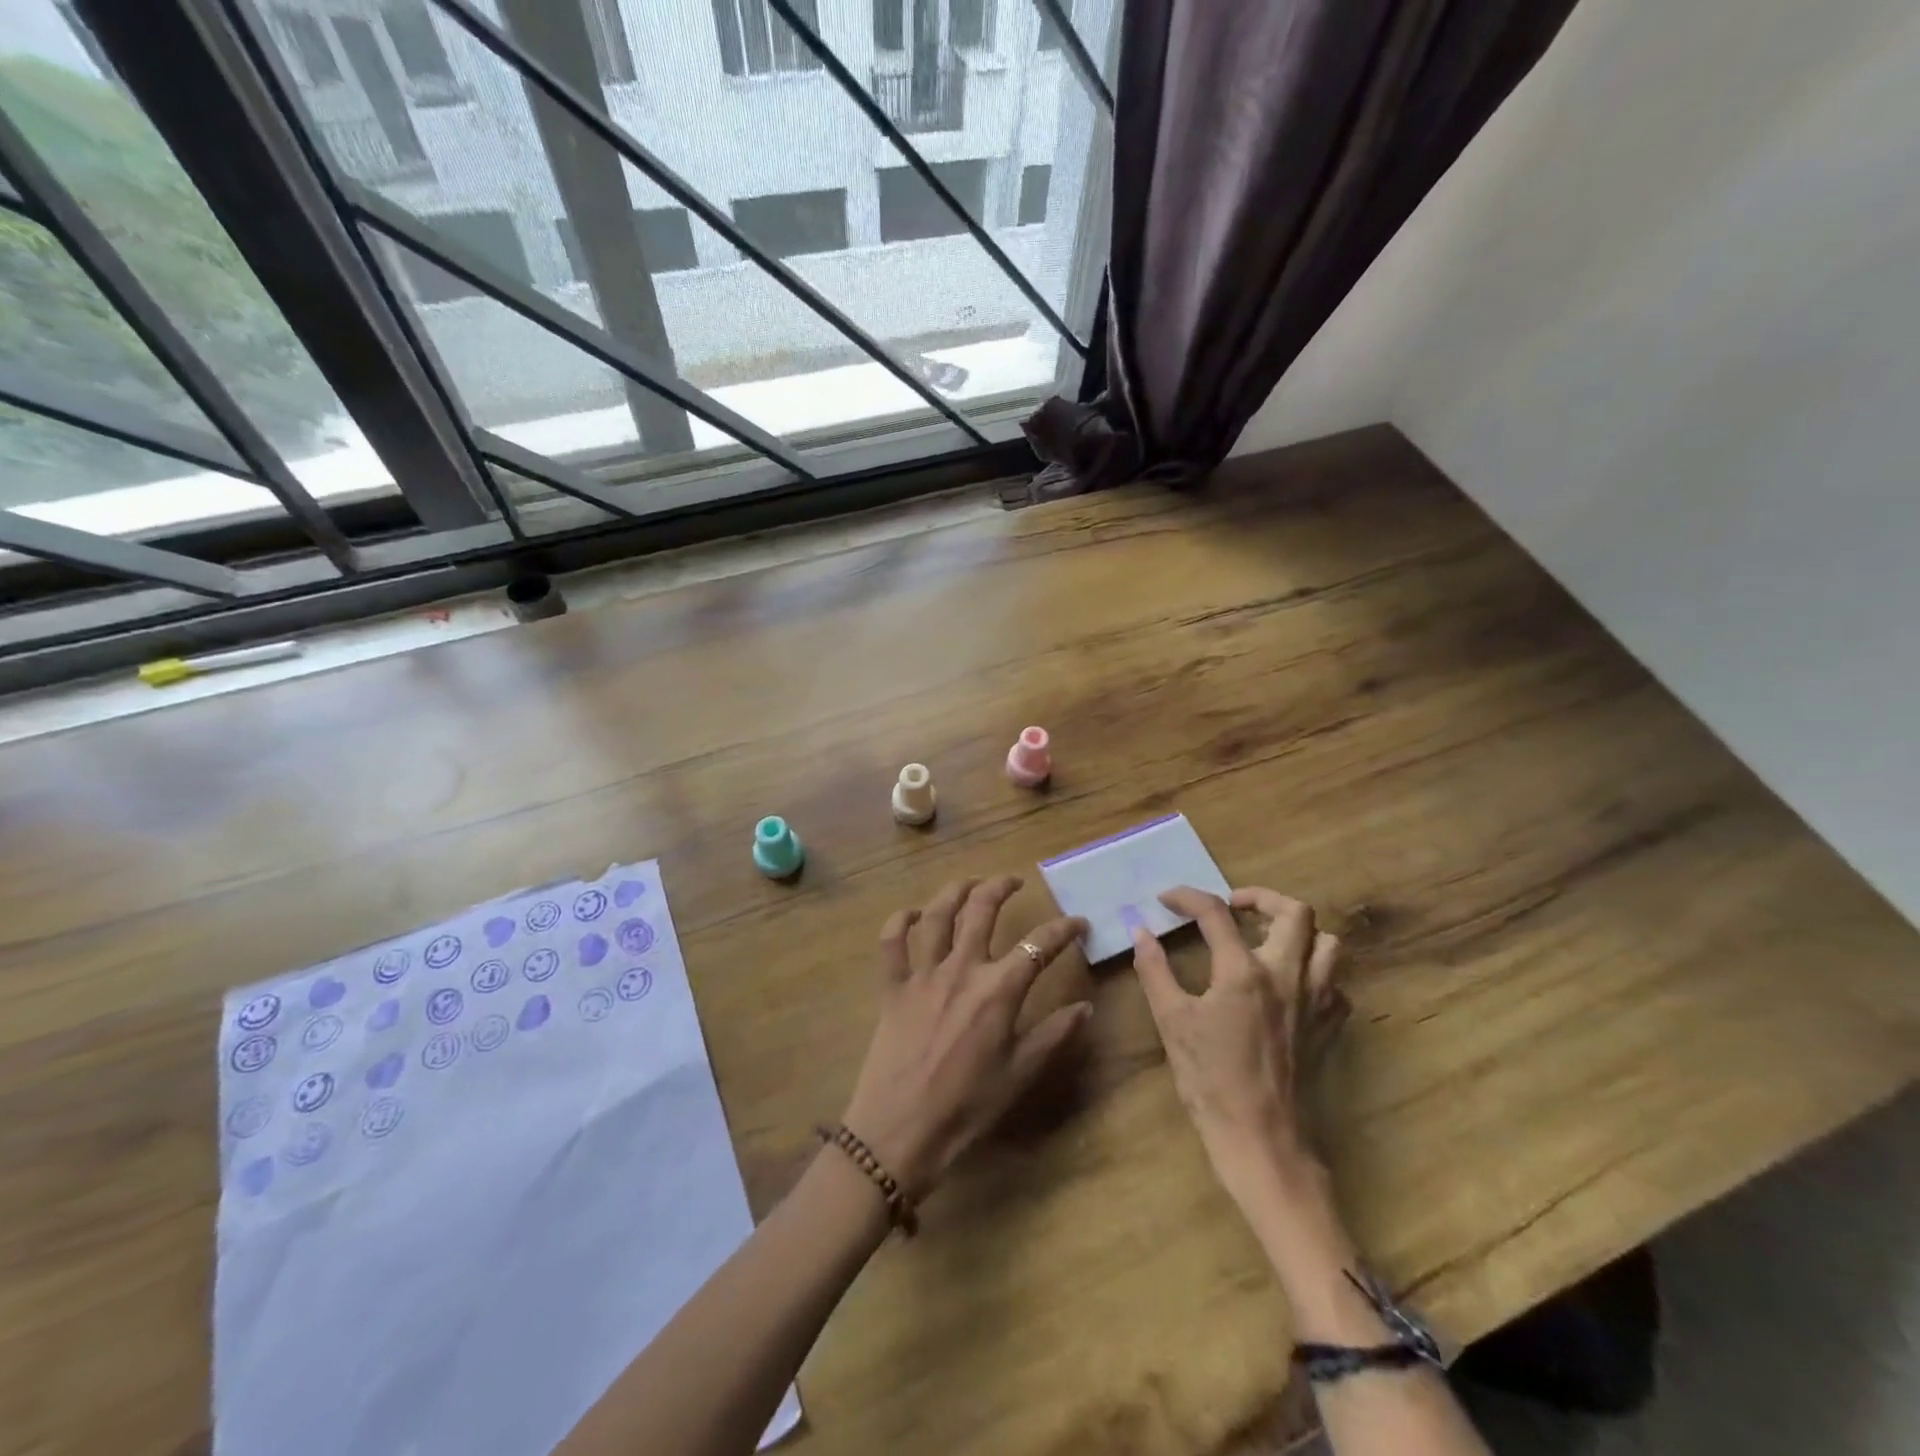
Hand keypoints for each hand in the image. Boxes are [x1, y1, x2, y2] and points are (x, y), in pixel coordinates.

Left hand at [841, 877, 1091, 1201]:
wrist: (901, 1131)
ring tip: (969, 882)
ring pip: (937, 915)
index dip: (1063, 929)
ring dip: (954, 891)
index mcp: (998, 990)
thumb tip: (1087, 1007)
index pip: (1039, 945)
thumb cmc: (967, 1107)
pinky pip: (891, 942)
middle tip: (1013, 881)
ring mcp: (923, 974)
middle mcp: (961, 969)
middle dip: (1000, 887)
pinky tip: (911, 913)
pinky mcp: (892, 987)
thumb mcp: (1020, 1075)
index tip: (1078, 923)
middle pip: (982, 910)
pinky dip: (898, 921)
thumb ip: (1054, 1035)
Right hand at [1130, 886, 1346, 1202]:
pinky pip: (1335, 984)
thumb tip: (1140, 932)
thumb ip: (1154, 971)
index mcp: (1243, 971)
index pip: (1215, 913)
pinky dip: (1315, 972)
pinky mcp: (1329, 1027)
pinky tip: (1289, 985)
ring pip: (1327, 943)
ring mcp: (1316, 1001)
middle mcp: (1287, 975)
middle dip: (1261, 898)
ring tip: (1266, 938)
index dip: (1187, 897)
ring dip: (1297, 931)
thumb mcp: (1172, 1023)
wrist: (1263, 1141)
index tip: (1166, 899)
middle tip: (1233, 906)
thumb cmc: (1211, 1081)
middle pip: (1295, 911)